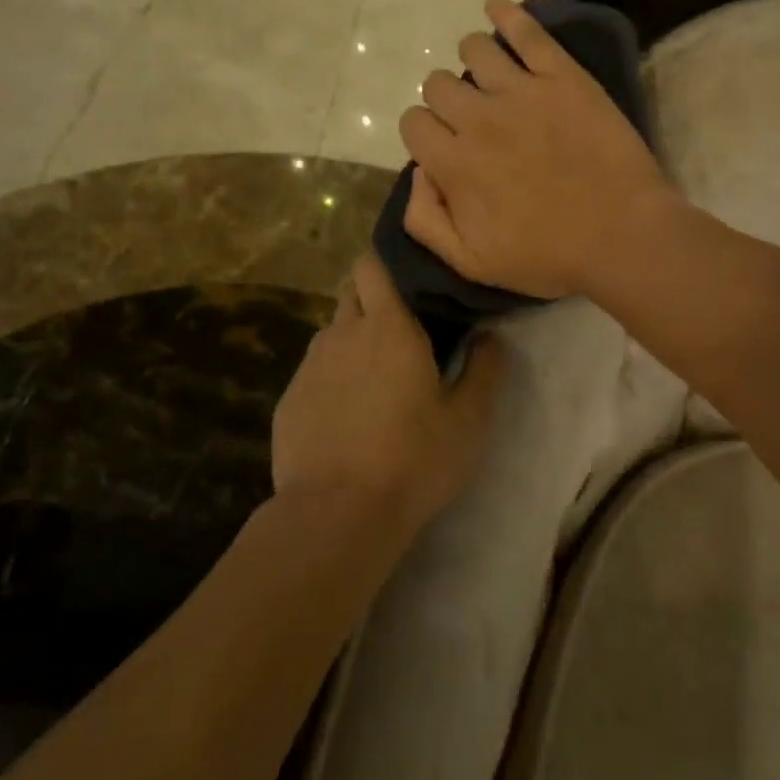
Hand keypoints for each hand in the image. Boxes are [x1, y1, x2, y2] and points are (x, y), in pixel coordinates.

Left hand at [271, 251, 504, 537]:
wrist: (337, 515)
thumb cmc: (414, 459)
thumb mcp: (469, 419)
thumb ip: (485, 369)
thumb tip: (490, 335)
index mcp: (388, 326)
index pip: (372, 264)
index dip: (386, 264)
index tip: (409, 279)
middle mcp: (342, 333)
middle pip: (351, 292)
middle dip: (372, 297)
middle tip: (401, 329)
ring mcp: (309, 366)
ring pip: (332, 332)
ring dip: (353, 340)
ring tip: (376, 377)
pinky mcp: (289, 400)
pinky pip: (314, 371)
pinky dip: (332, 378)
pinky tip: (348, 415)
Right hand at [398, 0, 672, 299]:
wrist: (624, 236)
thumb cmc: (550, 256)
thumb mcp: (473, 264)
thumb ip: (427, 221)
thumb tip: (418, 174)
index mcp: (455, 163)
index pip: (413, 123)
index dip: (425, 134)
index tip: (446, 147)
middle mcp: (479, 118)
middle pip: (438, 83)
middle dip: (446, 100)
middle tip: (474, 119)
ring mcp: (522, 91)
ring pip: (474, 50)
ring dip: (472, 59)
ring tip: (490, 75)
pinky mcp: (562, 77)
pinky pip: (527, 31)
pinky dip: (506, 13)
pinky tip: (497, 8)